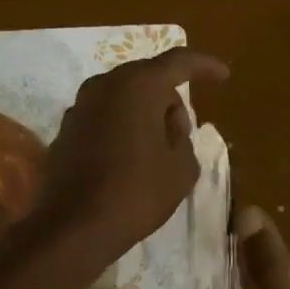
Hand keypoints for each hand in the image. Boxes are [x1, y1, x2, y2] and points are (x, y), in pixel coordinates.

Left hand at [37, 47, 228, 269]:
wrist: (75, 226)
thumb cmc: (137, 192)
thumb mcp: (182, 167)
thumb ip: (182, 136)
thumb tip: (168, 126)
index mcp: (138, 85)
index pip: (179, 62)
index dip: (205, 66)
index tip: (224, 76)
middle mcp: (104, 85)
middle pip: (147, 79)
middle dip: (170, 99)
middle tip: (183, 132)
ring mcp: (79, 107)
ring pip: (123, 98)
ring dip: (144, 114)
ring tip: (157, 149)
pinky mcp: (65, 131)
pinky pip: (104, 118)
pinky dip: (121, 128)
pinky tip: (129, 160)